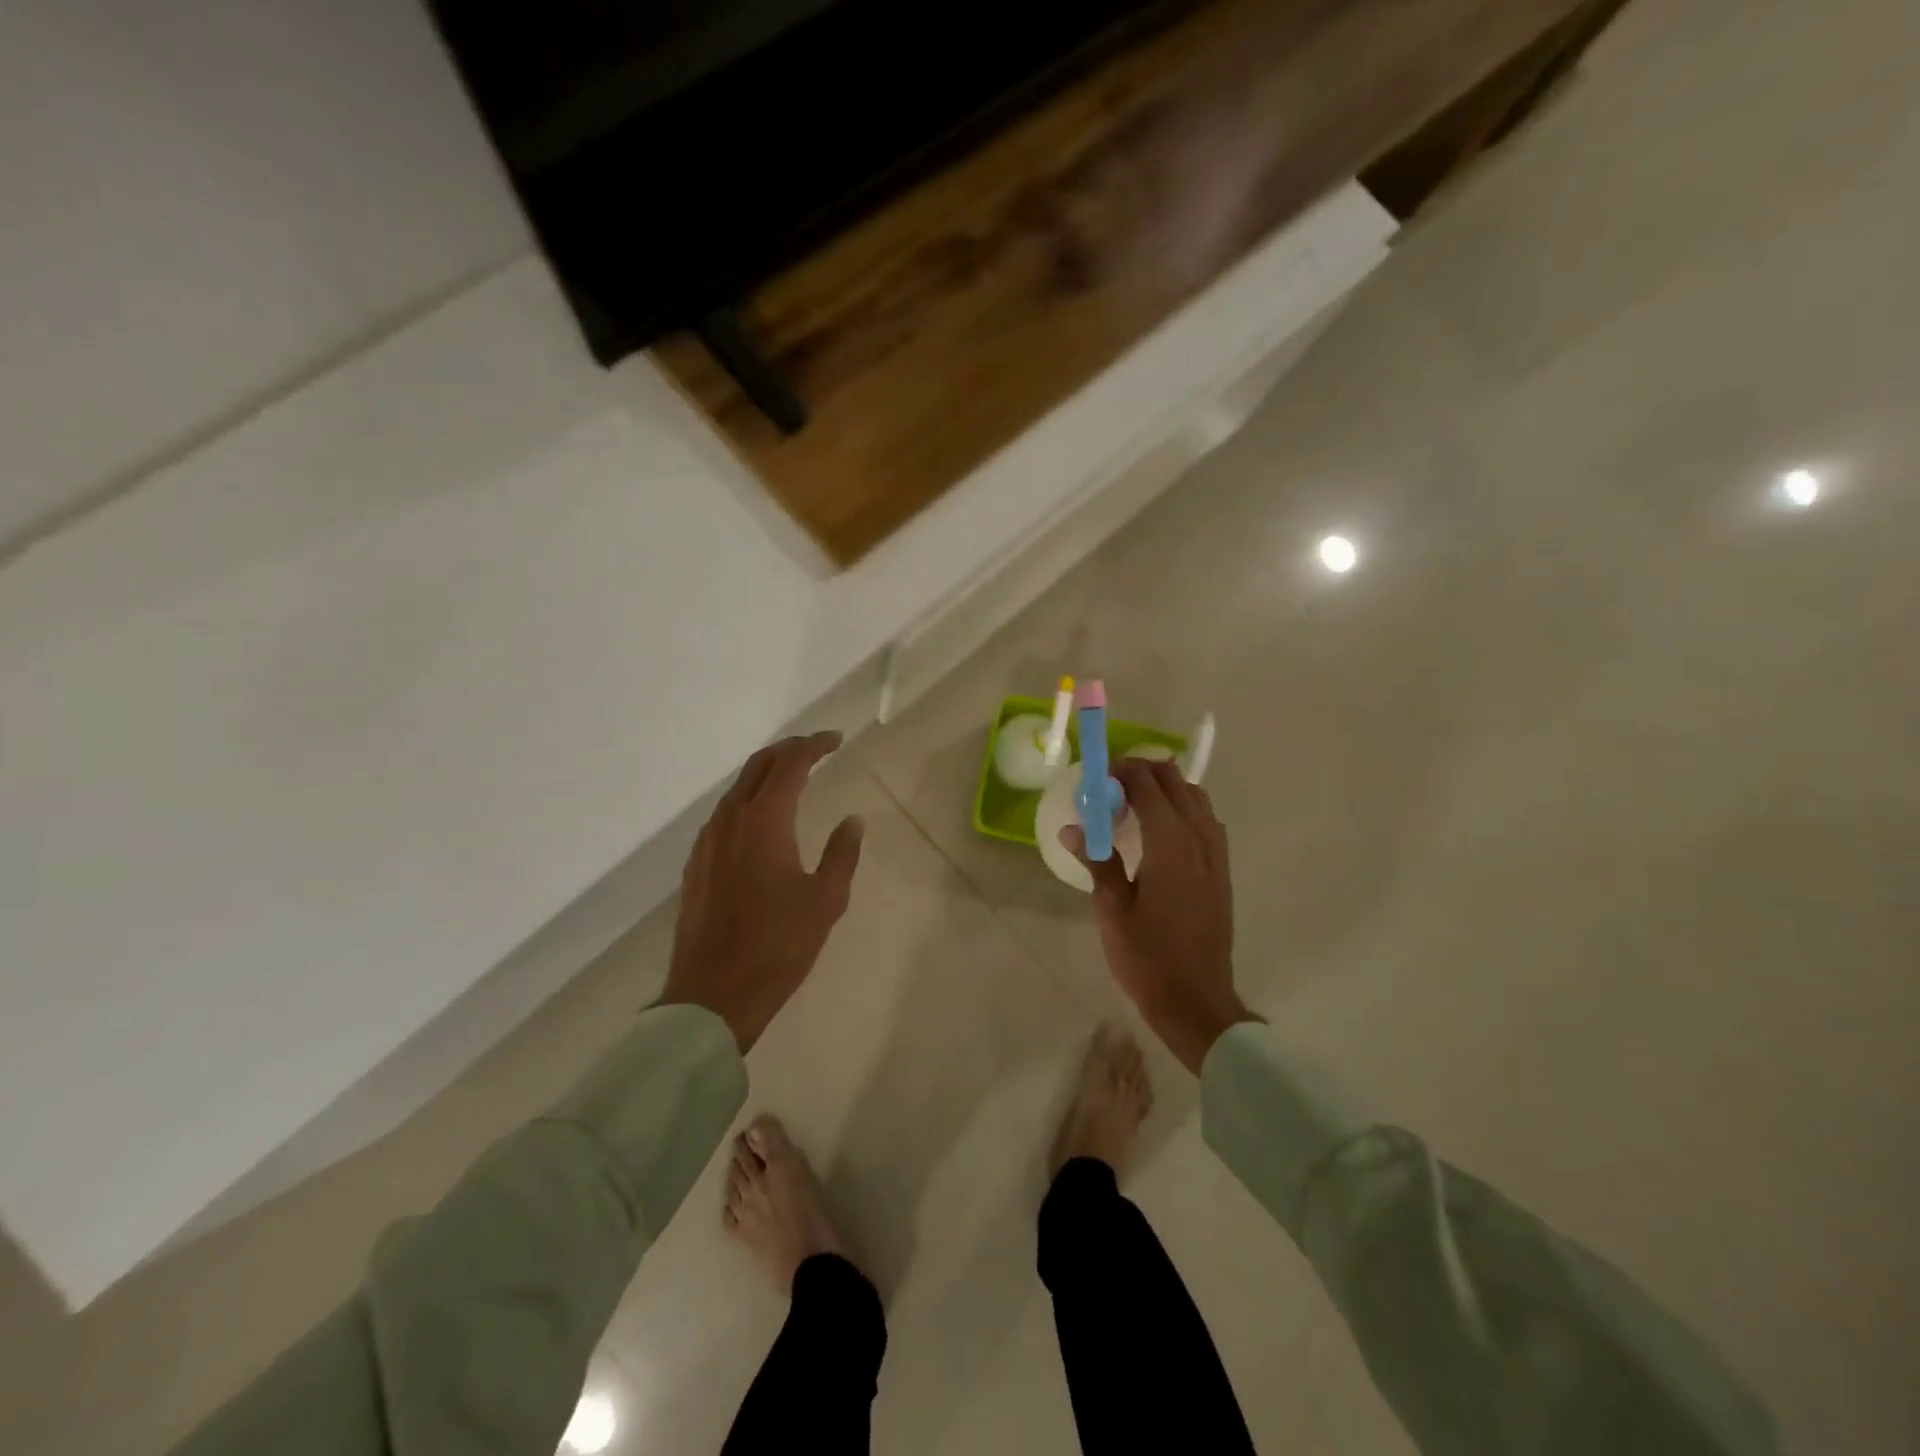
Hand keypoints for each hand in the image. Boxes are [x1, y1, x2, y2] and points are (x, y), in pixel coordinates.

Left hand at [660, 733, 864, 1051]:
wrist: (713, 995)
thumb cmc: (778, 946)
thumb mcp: (825, 900)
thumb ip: (842, 853)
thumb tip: (853, 820)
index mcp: (765, 821)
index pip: (791, 764)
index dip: (814, 745)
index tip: (836, 740)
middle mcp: (730, 820)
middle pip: (758, 766)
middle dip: (788, 750)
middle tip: (817, 750)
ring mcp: (707, 842)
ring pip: (737, 789)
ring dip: (766, 775)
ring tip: (794, 780)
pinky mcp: (696, 865)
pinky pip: (724, 815)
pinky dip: (748, 801)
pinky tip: (762, 821)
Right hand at [1064, 759, 1258, 1073]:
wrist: (1196, 1000)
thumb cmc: (1147, 956)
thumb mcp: (1112, 909)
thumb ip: (1097, 861)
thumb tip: (1072, 829)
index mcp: (1170, 843)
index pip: (1149, 785)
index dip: (1124, 772)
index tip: (1099, 777)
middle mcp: (1199, 838)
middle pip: (1176, 783)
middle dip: (1144, 773)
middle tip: (1112, 786)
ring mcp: (1216, 854)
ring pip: (1196, 798)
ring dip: (1167, 788)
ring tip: (1135, 803)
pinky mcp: (1221, 870)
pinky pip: (1206, 821)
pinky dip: (1184, 809)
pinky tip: (1163, 831)